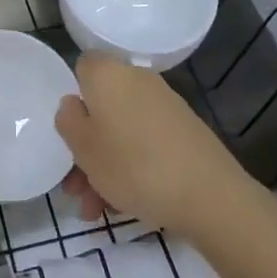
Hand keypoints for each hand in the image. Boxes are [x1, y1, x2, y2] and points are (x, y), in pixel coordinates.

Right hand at [56, 53, 251, 234]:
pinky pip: (145, 144)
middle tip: (74, 186)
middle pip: (102, 107)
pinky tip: (123, 206)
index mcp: (109, 75)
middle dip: (85, 146)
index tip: (67, 129)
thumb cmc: (133, 165)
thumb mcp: (83, 147)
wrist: (209, 195)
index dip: (72, 95)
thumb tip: (73, 104)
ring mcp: (164, 106)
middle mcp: (138, 81)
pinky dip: (132, 168)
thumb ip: (68, 120)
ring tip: (95, 210)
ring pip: (122, 131)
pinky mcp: (184, 132)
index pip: (83, 67)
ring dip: (105, 166)